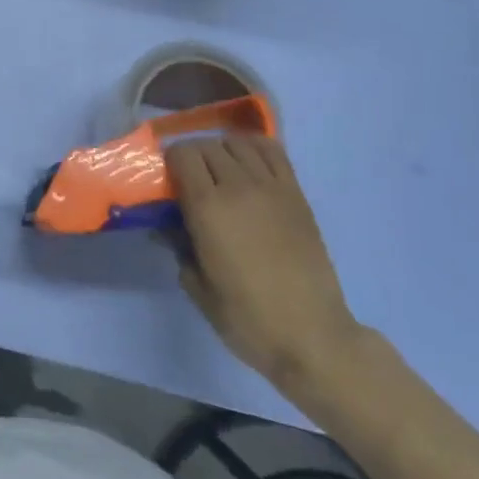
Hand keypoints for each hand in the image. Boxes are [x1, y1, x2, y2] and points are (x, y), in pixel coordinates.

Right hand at [165, 133, 362, 396]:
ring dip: (221, 150)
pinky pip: (273, 152)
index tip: (166, 181)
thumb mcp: (197, 287)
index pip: (182, 156)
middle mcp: (238, 187)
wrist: (311, 334)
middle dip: (191, 156)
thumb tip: (166, 226)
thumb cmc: (247, 317)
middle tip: (188, 180)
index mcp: (208, 209)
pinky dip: (254, 147)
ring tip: (218, 172)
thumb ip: (178, 247)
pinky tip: (247, 164)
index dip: (169, 162)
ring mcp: (272, 188)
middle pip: (207, 146)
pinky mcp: (296, 195)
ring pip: (238, 143)